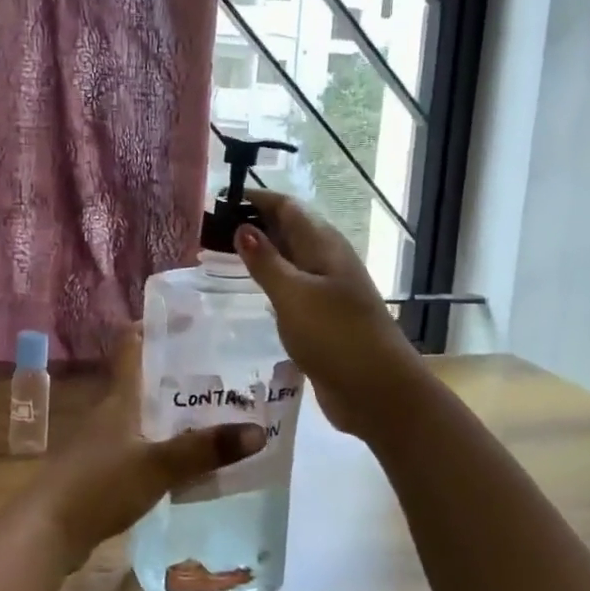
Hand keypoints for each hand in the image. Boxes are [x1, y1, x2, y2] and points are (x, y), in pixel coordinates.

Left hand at [21, 325, 264, 570]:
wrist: (47, 532)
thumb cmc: (98, 486)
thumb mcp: (157, 466)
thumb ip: (204, 450)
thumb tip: (258, 431)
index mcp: (118, 397)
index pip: (131, 344)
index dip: (155, 325)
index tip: (189, 317)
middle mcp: (109, 412)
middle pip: (143, 379)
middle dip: (177, 372)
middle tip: (221, 369)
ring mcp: (102, 442)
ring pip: (142, 413)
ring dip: (171, 410)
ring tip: (212, 411)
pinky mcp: (101, 471)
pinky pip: (139, 445)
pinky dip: (162, 444)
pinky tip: (185, 459)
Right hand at [234, 190, 425, 439]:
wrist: (378, 391)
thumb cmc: (335, 336)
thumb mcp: (293, 295)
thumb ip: (266, 262)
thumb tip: (242, 227)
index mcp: (324, 245)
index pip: (287, 207)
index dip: (256, 199)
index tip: (220, 200)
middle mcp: (327, 261)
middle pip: (289, 230)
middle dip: (255, 224)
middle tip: (211, 230)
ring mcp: (328, 291)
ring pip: (290, 260)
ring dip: (262, 255)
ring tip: (222, 257)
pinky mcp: (324, 318)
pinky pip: (293, 289)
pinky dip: (271, 283)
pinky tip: (252, 294)